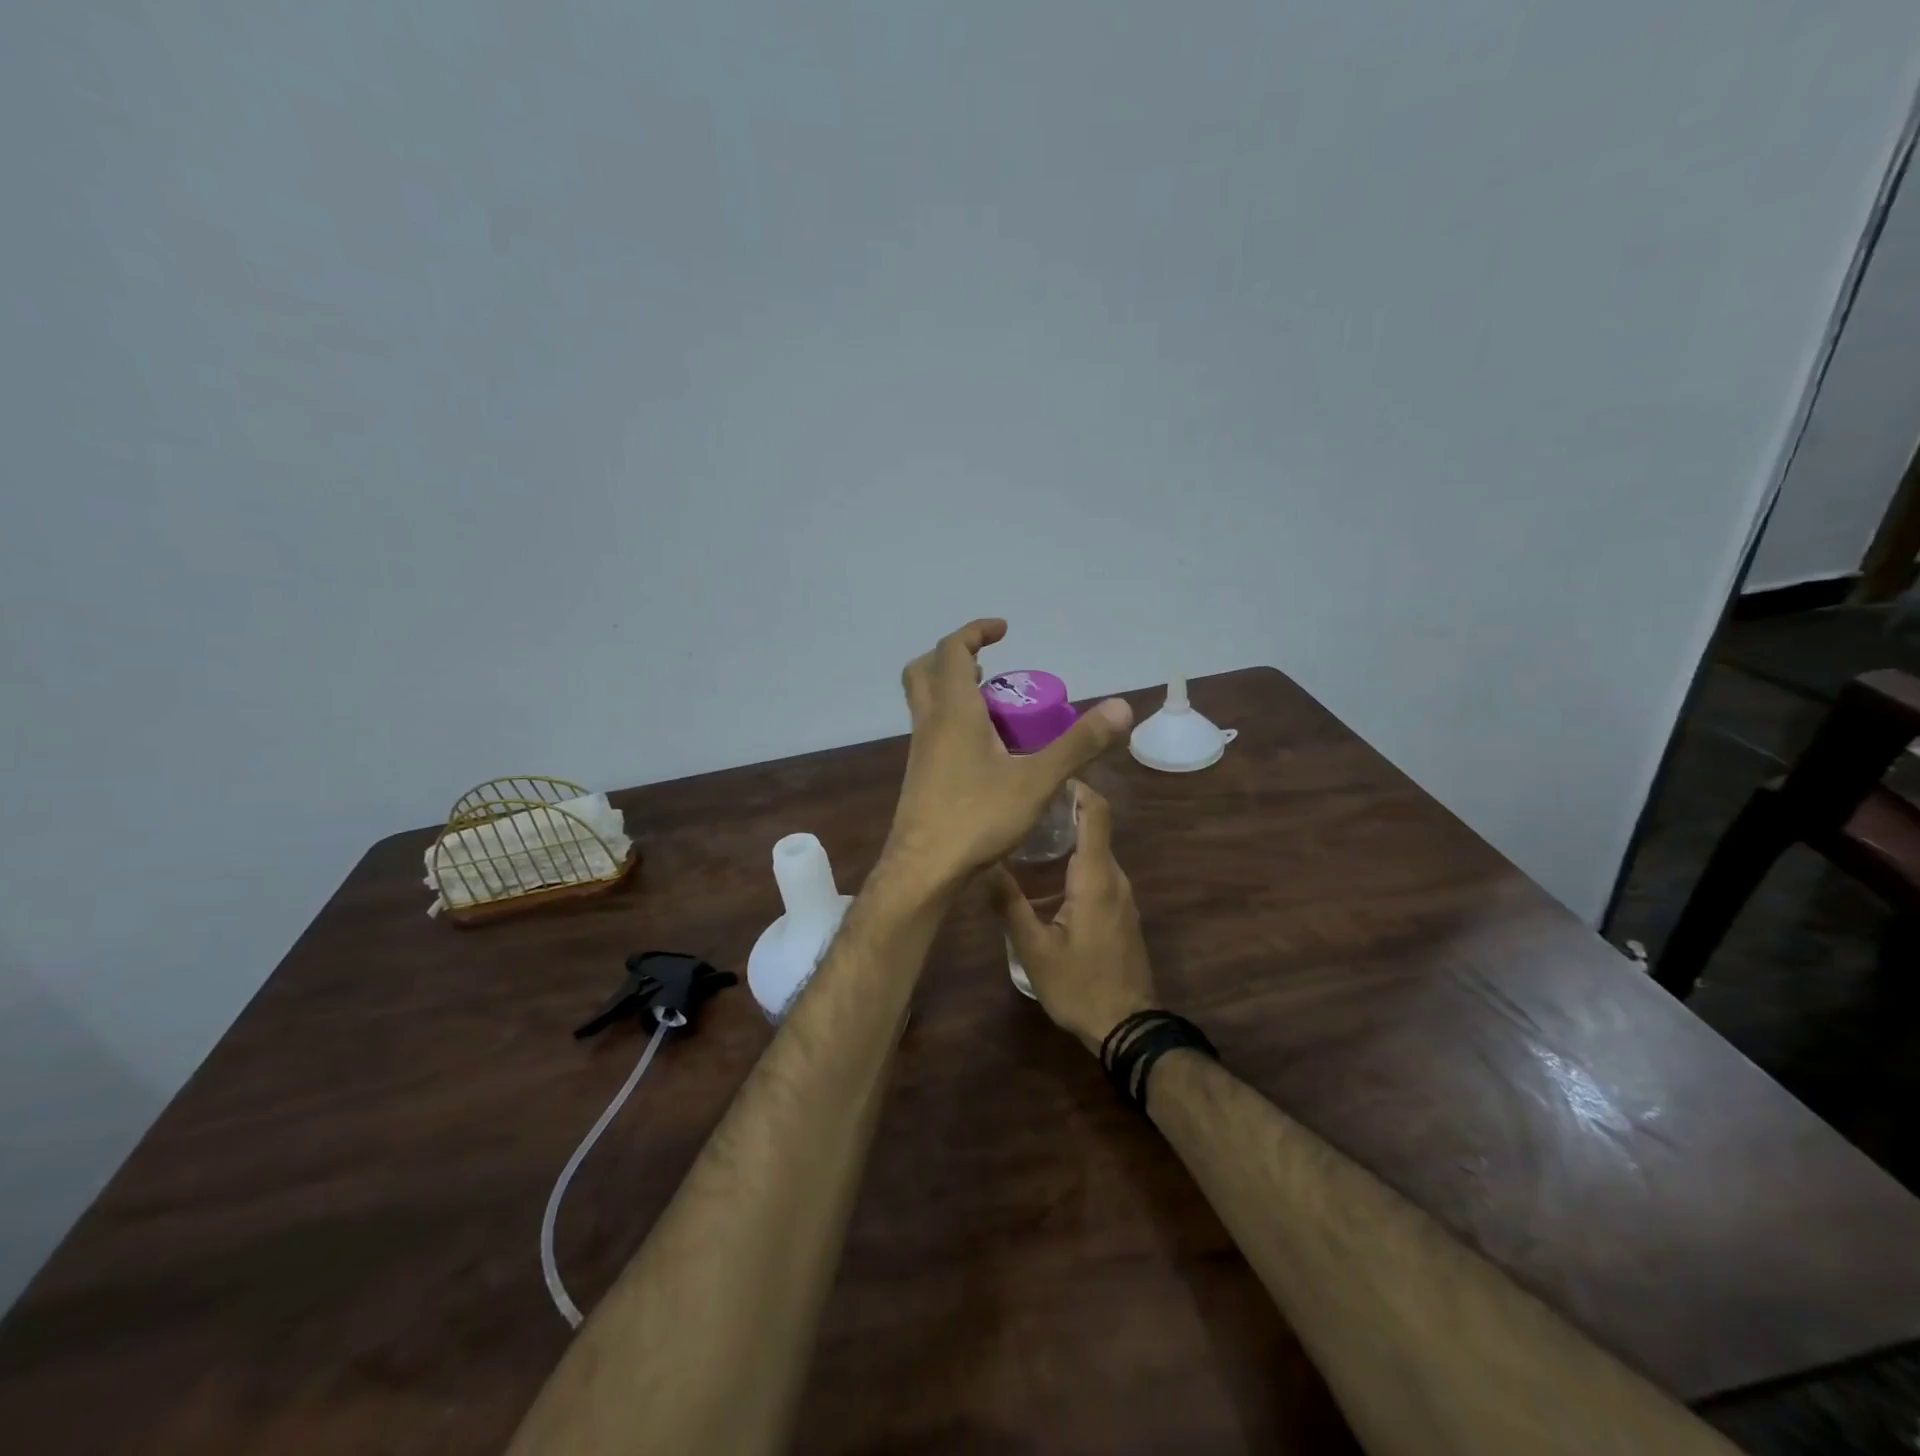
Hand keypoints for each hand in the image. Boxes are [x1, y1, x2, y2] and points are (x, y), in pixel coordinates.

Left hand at [884, 619, 1132, 888]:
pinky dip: (953, 721)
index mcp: (953, 711)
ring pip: (925, 702)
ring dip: (953, 689)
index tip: (1003, 630)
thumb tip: (1121, 707)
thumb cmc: (976, 818)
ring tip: (994, 704)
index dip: (975, 631)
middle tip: (987, 664)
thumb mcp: (1037, 781)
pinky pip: (932, 731)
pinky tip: (984, 750)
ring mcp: (919, 751)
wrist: (923, 870)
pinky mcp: (920, 776)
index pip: (952, 650)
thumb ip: (1078, 744)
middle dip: (953, 656)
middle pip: (924, 670)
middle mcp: (929, 723)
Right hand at [989, 782, 1157, 1053]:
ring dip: (1068, 832)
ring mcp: (1121, 894)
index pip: (1096, 813)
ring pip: (1096, 848)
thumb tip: (982, 864)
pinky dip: (1075, 856)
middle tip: (1022, 801)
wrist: (1128, 1028)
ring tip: (1027, 829)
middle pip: (1095, 825)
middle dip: (1063, 807)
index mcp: (1095, 877)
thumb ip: (1008, 904)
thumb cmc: (1080, 986)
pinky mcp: (1120, 910)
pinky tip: (1046, 869)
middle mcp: (1113, 877)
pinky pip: (1098, 868)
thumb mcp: (1034, 949)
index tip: (1045, 773)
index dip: (1076, 786)